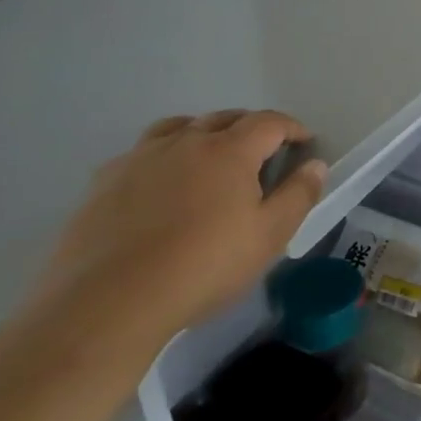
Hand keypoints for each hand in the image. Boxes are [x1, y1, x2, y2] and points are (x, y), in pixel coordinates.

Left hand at [31, 110, 326, 350]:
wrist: (109, 302)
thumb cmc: (203, 267)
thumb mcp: (269, 237)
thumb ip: (298, 196)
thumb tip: (315, 164)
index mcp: (229, 151)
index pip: (269, 122)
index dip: (292, 127)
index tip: (304, 142)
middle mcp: (185, 142)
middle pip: (224, 118)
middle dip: (250, 127)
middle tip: (263, 150)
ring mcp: (140, 158)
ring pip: (178, 127)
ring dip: (203, 132)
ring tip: (209, 155)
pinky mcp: (104, 181)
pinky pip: (141, 153)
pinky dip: (162, 155)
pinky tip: (160, 183)